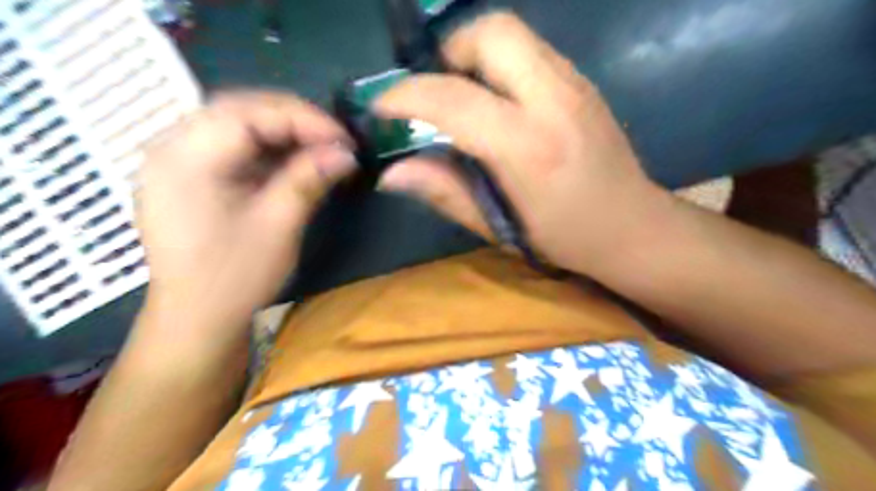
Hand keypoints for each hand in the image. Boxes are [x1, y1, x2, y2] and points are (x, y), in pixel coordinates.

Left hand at [136, 92, 354, 328]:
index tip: (344, 138)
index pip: (248, 113)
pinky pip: (232, 147)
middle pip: (239, 110)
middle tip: (335, 139)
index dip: (302, 119)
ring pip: (237, 125)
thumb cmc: (235, 277)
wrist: (197, 320)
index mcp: (185, 158)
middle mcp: (172, 147)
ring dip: (283, 132)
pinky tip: (294, 160)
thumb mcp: (278, 225)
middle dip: (294, 120)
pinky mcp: (190, 177)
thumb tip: (347, 153)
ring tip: (320, 147)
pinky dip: (268, 148)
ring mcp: (178, 161)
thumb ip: (309, 179)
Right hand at [376, 12, 672, 276]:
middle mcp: (554, 99)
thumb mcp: (499, 227)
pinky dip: (499, 64)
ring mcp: (575, 83)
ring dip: (473, 55)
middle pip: (491, 32)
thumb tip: (390, 174)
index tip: (381, 108)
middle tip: (434, 93)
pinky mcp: (583, 81)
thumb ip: (444, 192)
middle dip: (448, 52)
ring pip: (512, 33)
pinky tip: (496, 103)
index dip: (405, 96)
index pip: (454, 98)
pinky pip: (530, 51)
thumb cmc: (565, 237)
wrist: (635, 226)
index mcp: (529, 146)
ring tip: (461, 99)